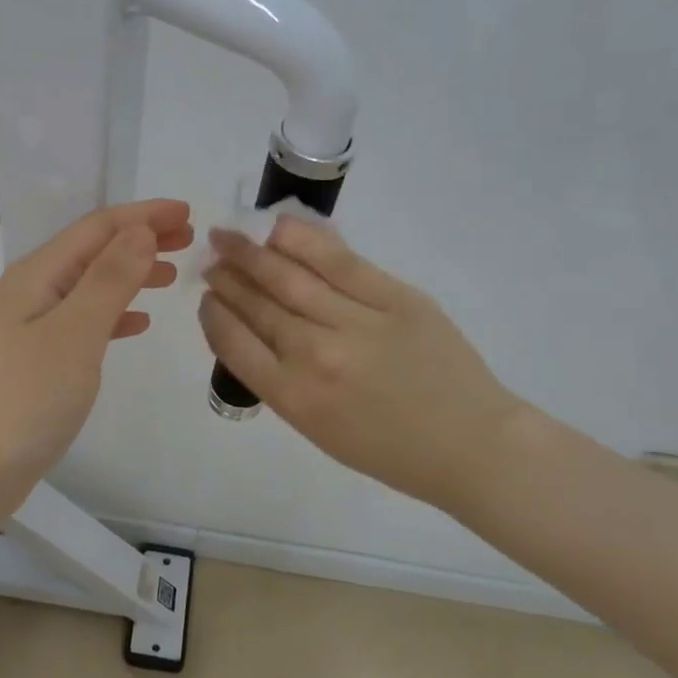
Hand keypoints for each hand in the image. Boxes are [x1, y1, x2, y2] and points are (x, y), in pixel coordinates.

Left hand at [0, 199, 192, 510]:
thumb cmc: (22, 399)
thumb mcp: (74, 333)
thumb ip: (109, 280)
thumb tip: (140, 231)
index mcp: (38, 275)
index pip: (98, 228)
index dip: (144, 216)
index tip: (189, 212)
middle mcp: (32, 293)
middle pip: (93, 252)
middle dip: (140, 240)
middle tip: (188, 240)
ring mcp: (30, 330)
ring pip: (90, 287)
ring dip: (130, 276)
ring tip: (170, 277)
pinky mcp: (34, 364)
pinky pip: (83, 323)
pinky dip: (113, 316)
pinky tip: (136, 325)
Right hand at [199, 217, 523, 508]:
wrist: (470, 445)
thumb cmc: (389, 450)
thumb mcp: (317, 430)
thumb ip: (280, 380)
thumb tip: (251, 329)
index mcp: (293, 397)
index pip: (233, 341)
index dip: (213, 313)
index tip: (207, 297)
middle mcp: (316, 355)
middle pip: (257, 303)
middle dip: (227, 277)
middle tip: (212, 257)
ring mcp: (357, 322)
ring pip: (289, 275)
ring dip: (251, 253)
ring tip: (229, 236)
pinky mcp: (395, 298)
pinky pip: (339, 260)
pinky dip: (304, 240)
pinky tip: (279, 227)